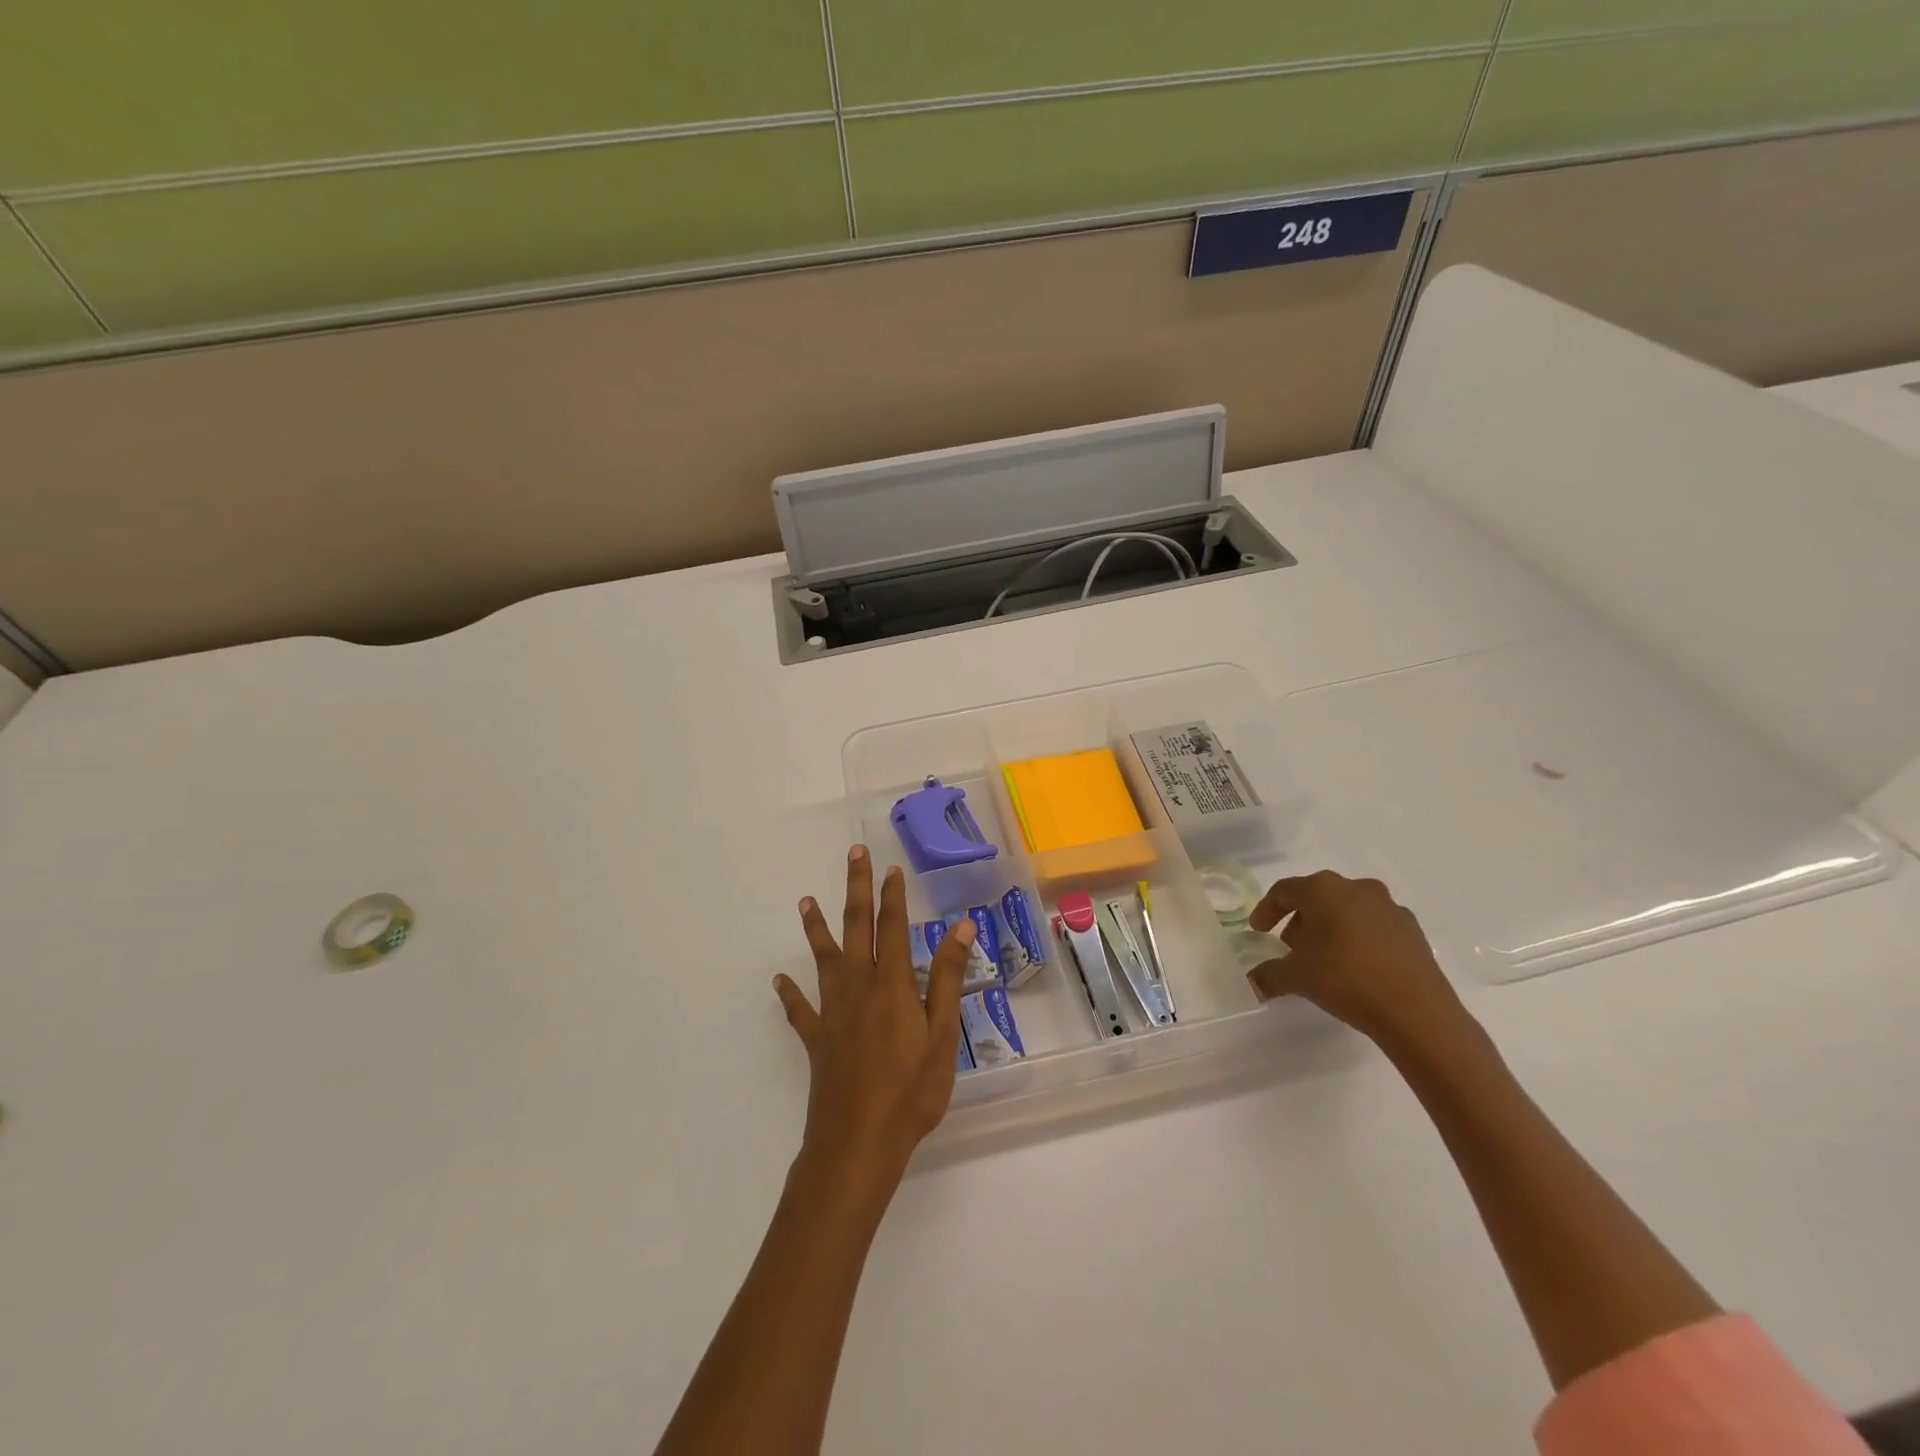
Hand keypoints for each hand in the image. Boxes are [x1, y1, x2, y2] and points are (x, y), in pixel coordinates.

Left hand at [774, 846, 974, 1199]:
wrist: (858, 1143)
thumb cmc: (911, 1090)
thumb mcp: (942, 1034)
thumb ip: (946, 977)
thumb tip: (961, 926)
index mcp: (891, 984)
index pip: (892, 927)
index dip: (893, 896)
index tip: (892, 868)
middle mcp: (858, 987)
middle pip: (856, 927)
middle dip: (856, 889)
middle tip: (853, 855)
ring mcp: (832, 1012)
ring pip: (823, 958)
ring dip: (816, 928)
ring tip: (805, 901)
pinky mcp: (816, 1039)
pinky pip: (799, 1009)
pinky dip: (789, 993)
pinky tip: (778, 981)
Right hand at [1246, 871, 1475, 1056]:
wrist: (1416, 1010)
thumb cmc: (1345, 978)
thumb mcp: (1296, 977)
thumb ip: (1269, 974)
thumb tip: (1252, 982)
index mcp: (1323, 889)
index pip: (1284, 891)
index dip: (1267, 910)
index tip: (1258, 931)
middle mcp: (1356, 888)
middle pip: (1317, 898)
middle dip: (1300, 920)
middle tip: (1290, 947)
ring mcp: (1389, 906)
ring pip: (1348, 910)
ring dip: (1331, 928)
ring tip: (1324, 959)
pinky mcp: (1413, 929)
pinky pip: (1374, 926)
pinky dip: (1359, 939)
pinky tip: (1356, 967)